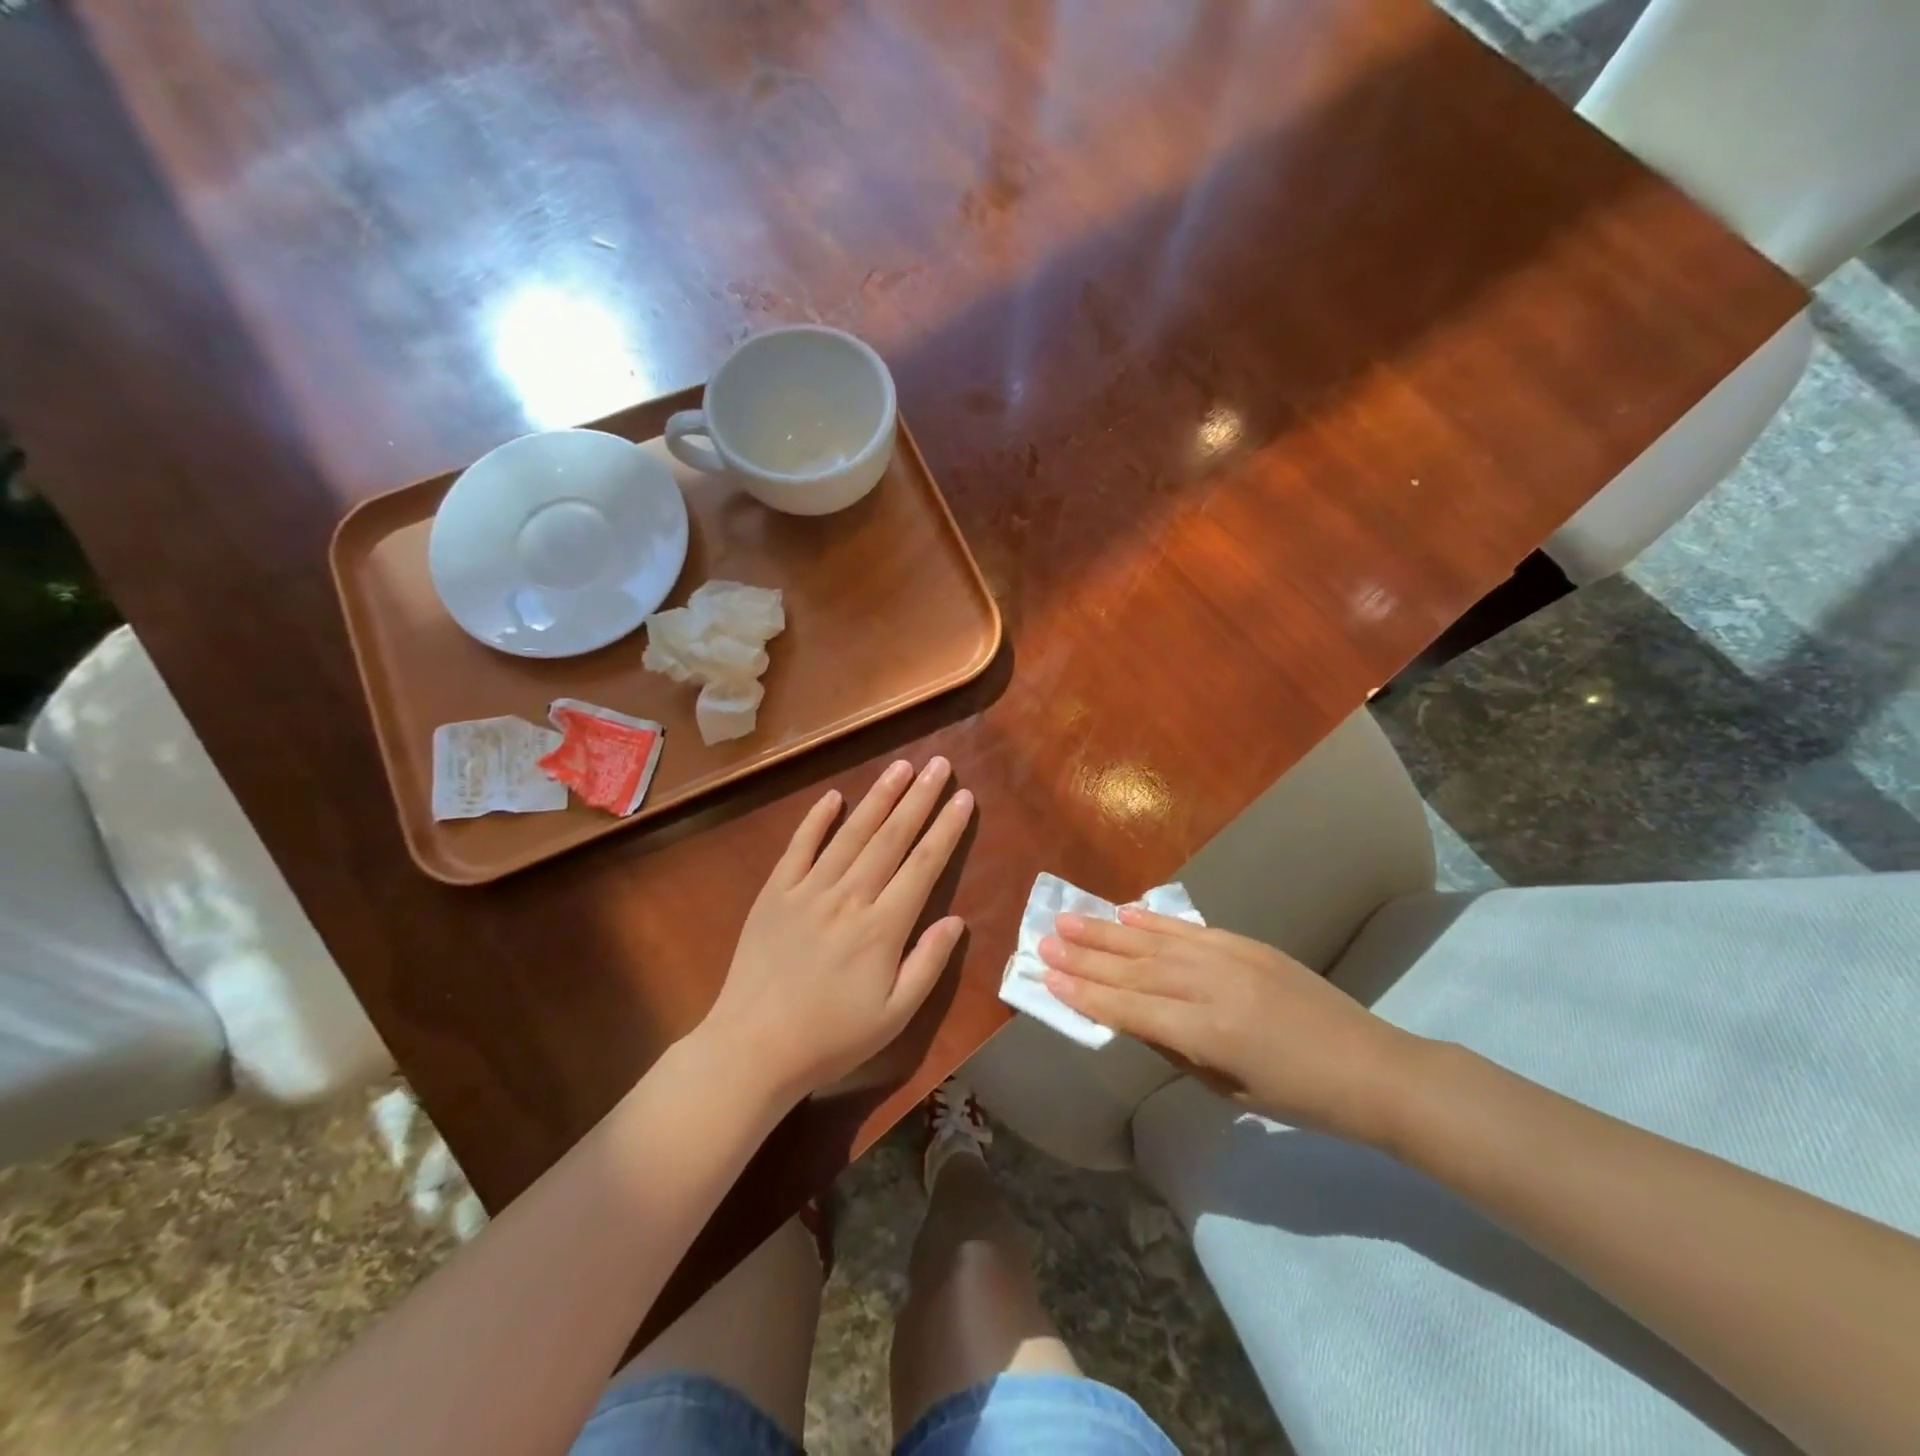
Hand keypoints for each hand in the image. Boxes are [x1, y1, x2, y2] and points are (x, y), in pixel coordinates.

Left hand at [705, 757, 973, 1102]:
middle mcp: (849, 897)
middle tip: (939, 765)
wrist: (753, 1047)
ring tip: (901, 767)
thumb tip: (957, 919)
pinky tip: (833, 797)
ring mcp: (808, 890)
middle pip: (891, 838)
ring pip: (851, 833)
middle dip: (919, 799)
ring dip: (878, 797)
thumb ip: (928, 963)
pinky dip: (816, 820)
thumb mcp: (894, 1015)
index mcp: (882, 927)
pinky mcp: (775, 893)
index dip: (946, 829)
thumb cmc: (831, 1037)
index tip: (964, 798)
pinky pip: (799, 847)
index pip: (923, 865)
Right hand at [1039, 907, 1418, 1144]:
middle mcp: (1213, 986)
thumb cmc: (1300, 1098)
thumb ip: (1175, 1048)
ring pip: (1154, 942)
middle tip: (1044, 941)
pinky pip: (1190, 929)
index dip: (1086, 995)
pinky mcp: (1247, 944)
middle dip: (1085, 957)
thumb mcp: (1228, 1088)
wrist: (1372, 1067)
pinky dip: (1154, 920)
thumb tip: (1130, 1017)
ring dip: (1107, 932)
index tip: (1048, 978)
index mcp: (1209, 1033)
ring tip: (1069, 920)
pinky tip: (1125, 913)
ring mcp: (1231, 958)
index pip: (1131, 1009)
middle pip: (1135, 969)